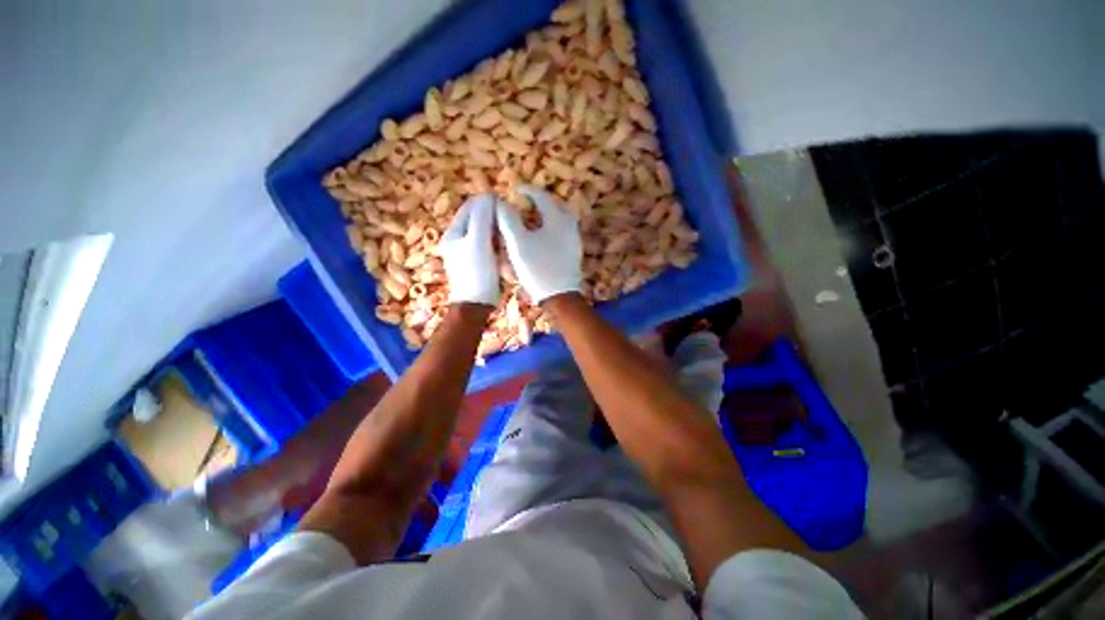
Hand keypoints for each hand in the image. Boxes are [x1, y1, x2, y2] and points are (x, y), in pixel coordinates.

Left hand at [440, 194, 498, 306]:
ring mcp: (469, 252)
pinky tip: (506, 252)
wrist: (477, 305)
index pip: (470, 206)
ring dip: (499, 234)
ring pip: (487, 234)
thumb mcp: (478, 242)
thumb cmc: (476, 272)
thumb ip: (482, 217)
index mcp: (454, 232)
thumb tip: (489, 196)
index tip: (507, 205)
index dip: (488, 202)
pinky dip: (499, 246)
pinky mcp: (479, 263)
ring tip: (509, 239)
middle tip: (510, 224)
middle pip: (479, 220)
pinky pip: (491, 247)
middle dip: (495, 220)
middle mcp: (459, 240)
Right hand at [495, 185, 582, 303]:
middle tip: (528, 201)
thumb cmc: (538, 268)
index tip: (514, 189)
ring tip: (534, 216)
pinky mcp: (574, 251)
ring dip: (548, 213)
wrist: (559, 296)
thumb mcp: (518, 243)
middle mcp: (570, 225)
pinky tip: (543, 235)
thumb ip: (508, 219)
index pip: (541, 196)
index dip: (526, 190)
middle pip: (557, 205)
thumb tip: (501, 203)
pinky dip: (553, 226)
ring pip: (563, 218)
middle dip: (541, 200)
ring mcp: (574, 239)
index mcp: (557, 219)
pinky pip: (564, 230)